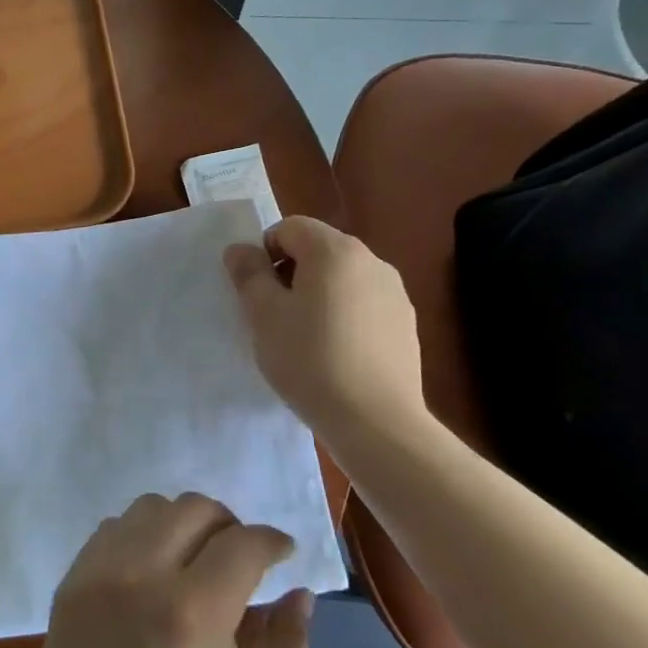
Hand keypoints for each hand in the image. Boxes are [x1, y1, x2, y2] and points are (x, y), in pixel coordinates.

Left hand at [24, 493, 312, 647]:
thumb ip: (288, 645)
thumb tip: (300, 592)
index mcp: (192, 612)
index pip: (242, 543)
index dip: (272, 541)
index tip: (283, 554)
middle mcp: (140, 575)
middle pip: (193, 508)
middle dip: (229, 525)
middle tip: (240, 559)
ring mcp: (97, 574)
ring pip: (149, 508)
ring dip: (182, 524)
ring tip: (194, 562)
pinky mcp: (70, 582)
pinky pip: (112, 530)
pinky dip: (140, 536)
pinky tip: (151, 574)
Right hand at [224, 215, 430, 446]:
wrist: (375, 421)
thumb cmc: (309, 359)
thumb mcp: (264, 315)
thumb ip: (249, 274)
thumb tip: (240, 249)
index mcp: (335, 250)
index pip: (289, 227)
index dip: (265, 253)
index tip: (256, 292)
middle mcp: (372, 260)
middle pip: (319, 250)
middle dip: (291, 274)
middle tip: (275, 316)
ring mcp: (395, 293)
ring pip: (342, 279)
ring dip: (318, 296)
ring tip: (305, 339)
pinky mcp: (406, 324)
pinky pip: (364, 305)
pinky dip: (344, 317)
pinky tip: (336, 355)